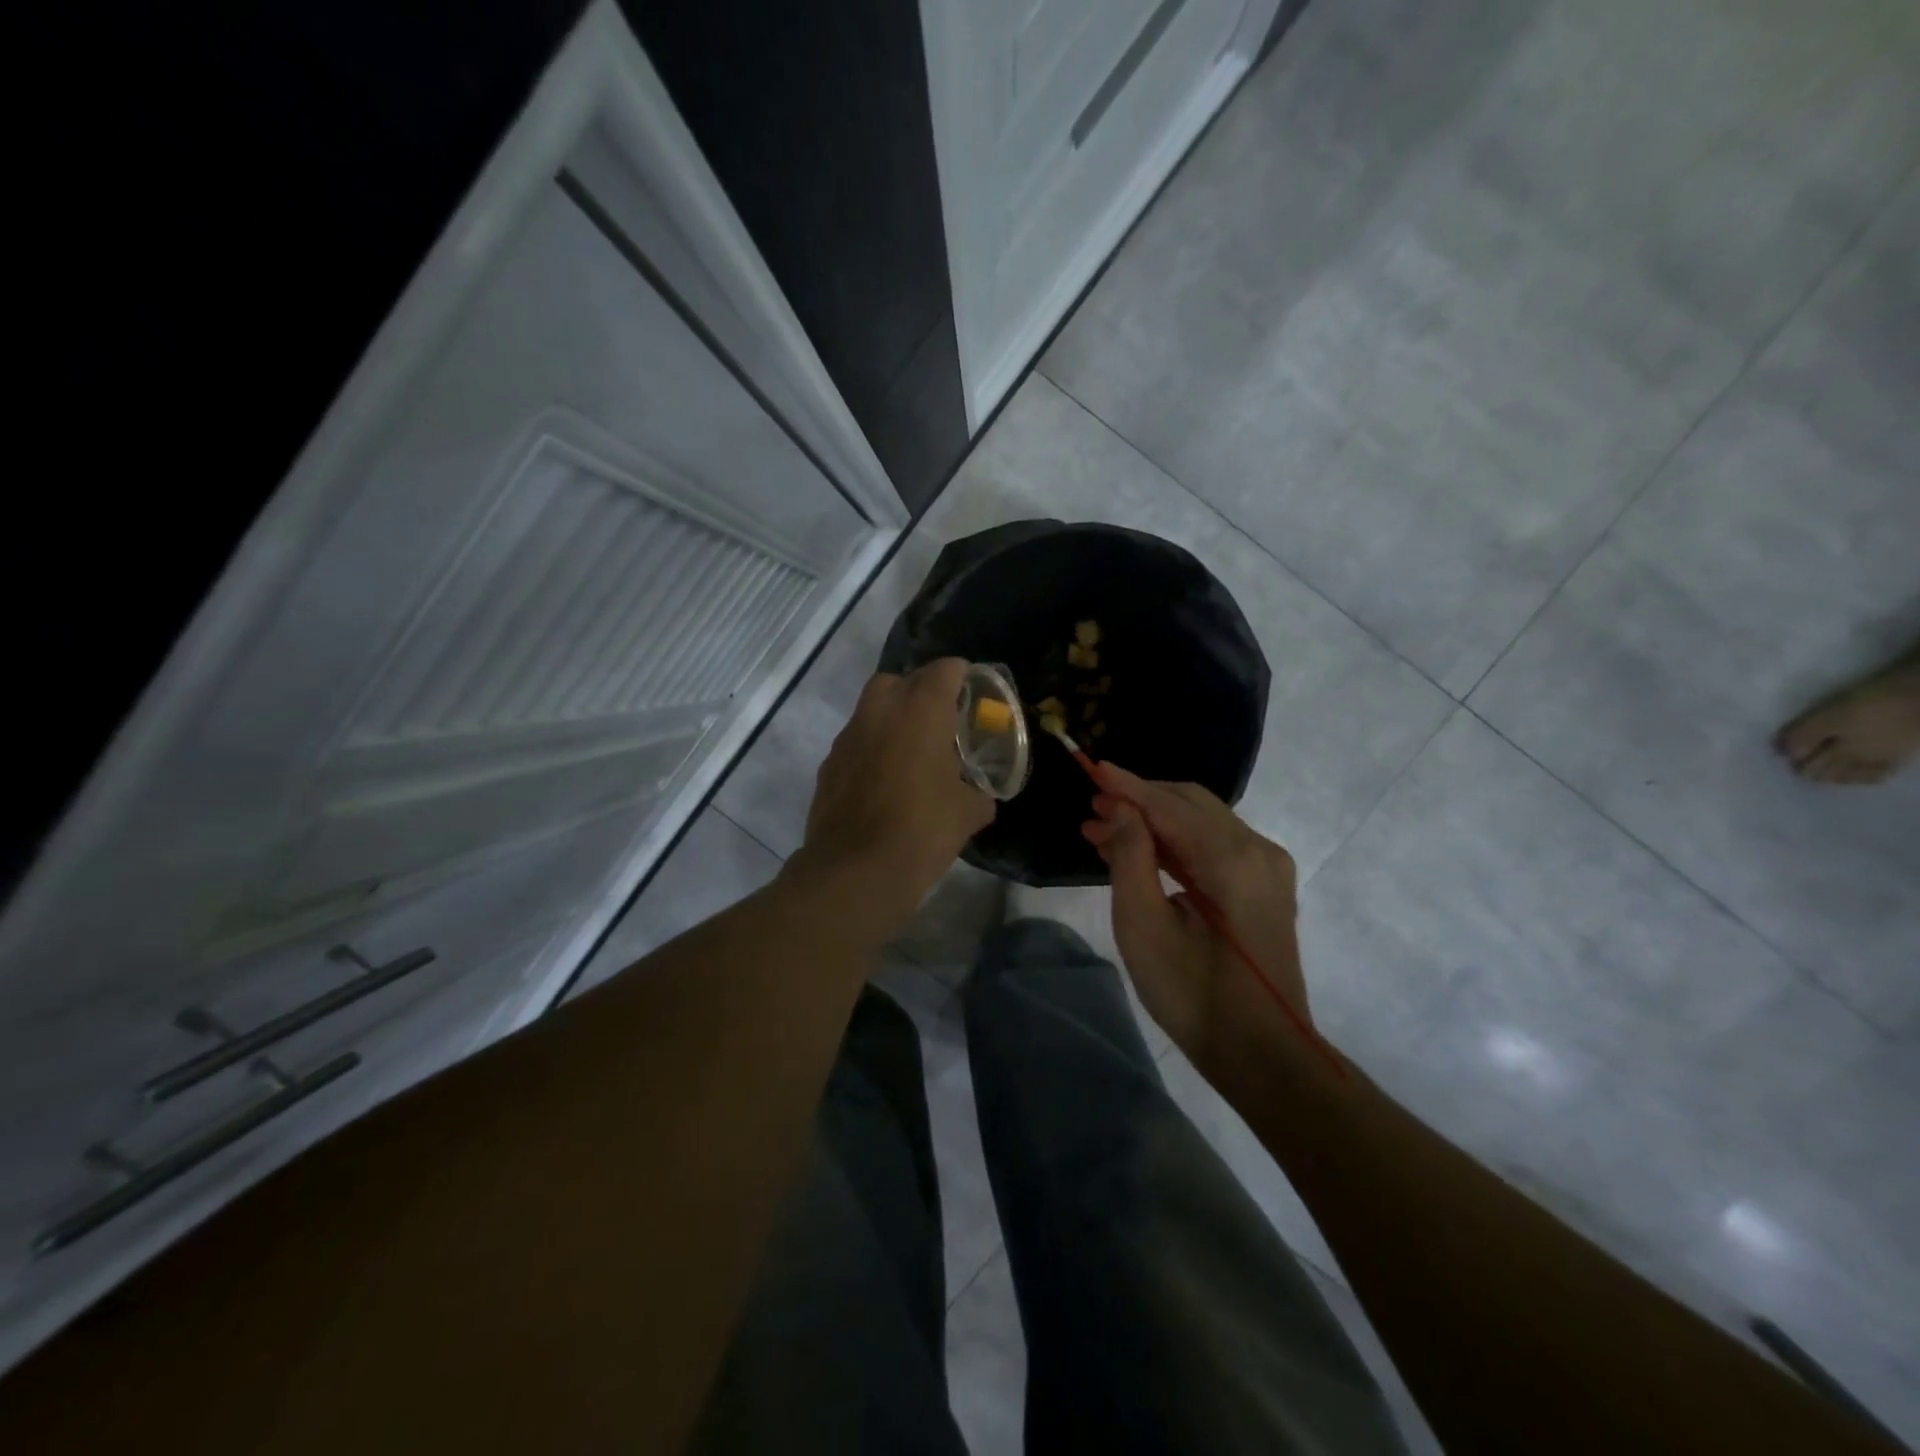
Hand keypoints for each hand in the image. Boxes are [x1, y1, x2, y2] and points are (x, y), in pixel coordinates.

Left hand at [796, 659, 996, 934]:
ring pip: (873, 710)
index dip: (963, 677)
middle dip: (921, 692)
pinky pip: (857, 742)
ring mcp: (848, 736)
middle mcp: (880, 711)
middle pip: (900, 680)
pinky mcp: (829, 764)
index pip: (945, 669)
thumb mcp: (968, 813)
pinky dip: (873, 749)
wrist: (855, 872)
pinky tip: (885, 783)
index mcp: (920, 710)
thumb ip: (979, 793)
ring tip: (913, 755)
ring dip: (893, 721)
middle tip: (941, 723)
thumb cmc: (922, 831)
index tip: (975, 697)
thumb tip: (980, 796)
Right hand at [1082, 763, 1310, 1086]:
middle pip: (1190, 804)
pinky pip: (1215, 846)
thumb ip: (1130, 858)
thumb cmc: (1194, 994)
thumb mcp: (1145, 927)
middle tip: (1092, 806)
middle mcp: (1258, 850)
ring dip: (1154, 822)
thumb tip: (1120, 811)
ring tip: (1103, 830)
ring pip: (1202, 823)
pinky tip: (1140, 851)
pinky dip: (1176, 842)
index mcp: (1232, 860)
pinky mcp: (1266, 886)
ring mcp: (1268, 868)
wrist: (1262, 1054)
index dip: (1127, 786)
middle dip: (1139, 801)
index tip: (1090, 767)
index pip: (1170, 806)